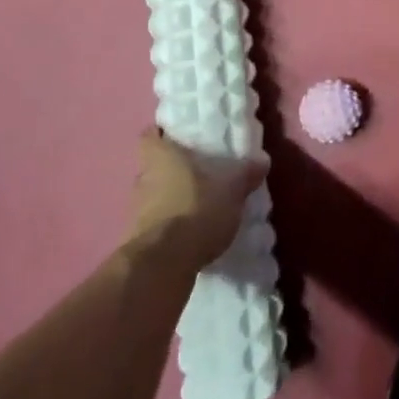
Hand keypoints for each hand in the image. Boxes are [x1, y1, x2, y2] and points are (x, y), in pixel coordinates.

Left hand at [127, 130, 267, 269]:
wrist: (164, 264)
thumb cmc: (196, 209)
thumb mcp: (231, 188)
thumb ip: (245, 173)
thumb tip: (262, 160)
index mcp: (160, 156)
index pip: (150, 136)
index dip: (162, 135)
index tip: (179, 138)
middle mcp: (143, 178)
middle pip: (153, 166)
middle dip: (172, 169)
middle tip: (198, 173)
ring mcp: (137, 210)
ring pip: (153, 195)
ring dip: (170, 199)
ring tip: (197, 204)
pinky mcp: (139, 239)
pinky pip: (156, 223)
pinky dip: (169, 224)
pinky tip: (190, 232)